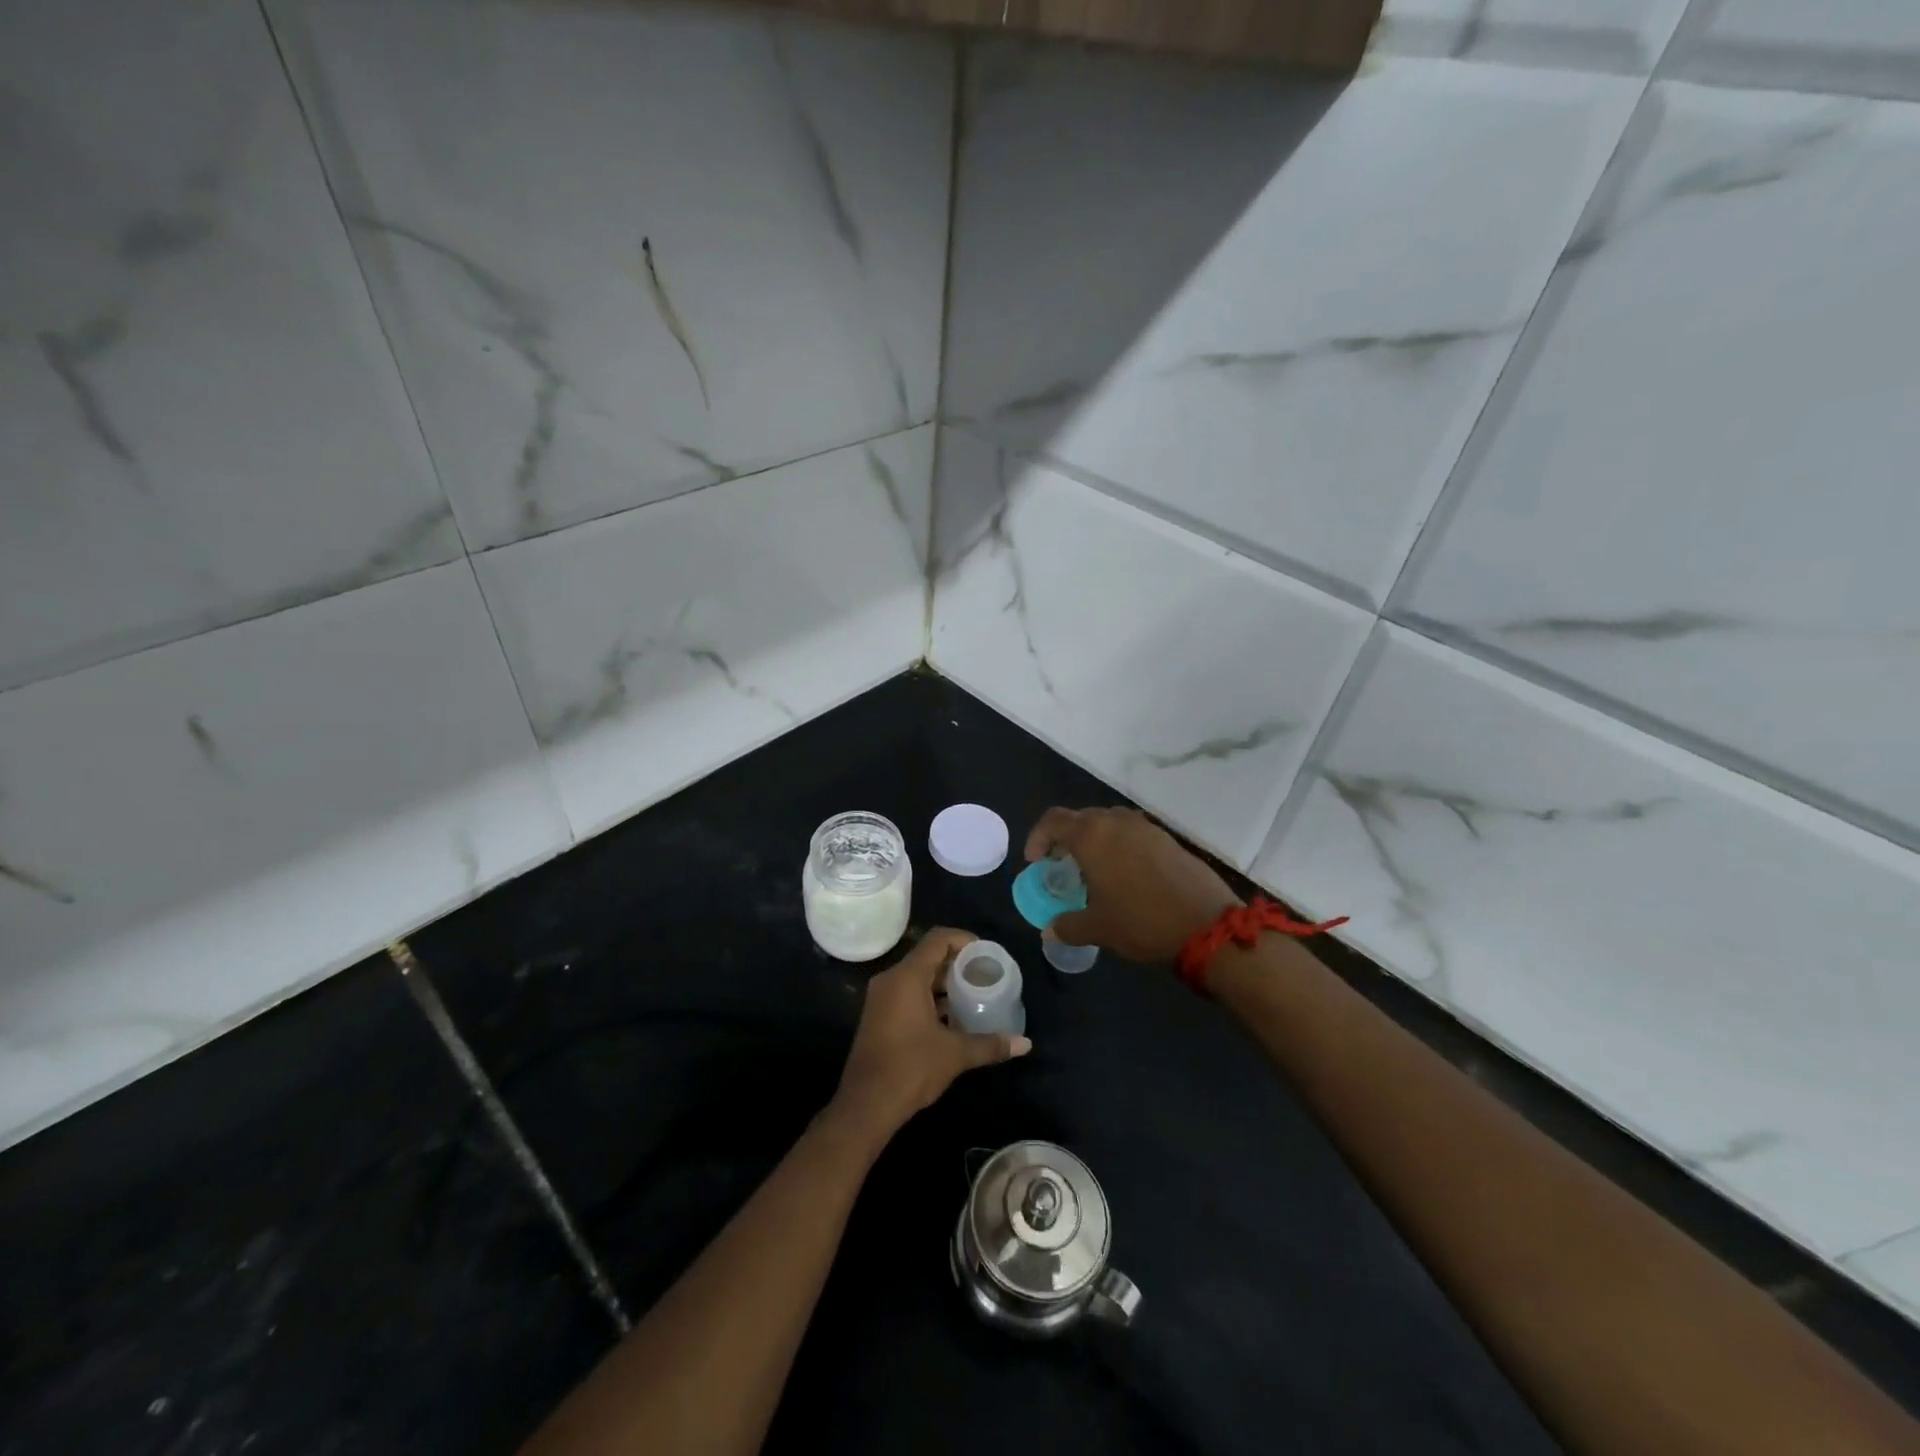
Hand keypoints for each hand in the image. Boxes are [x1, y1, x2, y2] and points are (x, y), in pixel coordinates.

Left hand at [829, 928, 1030, 1146]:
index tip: (986, 955)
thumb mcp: (955, 1054)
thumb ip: (990, 1044)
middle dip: (958, 964)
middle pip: (928, 956)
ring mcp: (881, 998)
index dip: (964, 940)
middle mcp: (891, 980)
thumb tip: (1025, 1044)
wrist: (866, 1105)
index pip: (938, 940)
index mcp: (907, 977)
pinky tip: (952, 1018)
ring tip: (973, 995)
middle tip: (985, 976)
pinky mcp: (879, 1016)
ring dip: (944, 983)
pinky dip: (930, 998)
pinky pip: (908, 993)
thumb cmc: (911, 1068)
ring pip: (917, 977)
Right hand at [1026, 807, 1241, 962]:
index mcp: (1091, 835)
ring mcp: (1145, 827)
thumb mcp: (1097, 928)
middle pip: (1081, 819)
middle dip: (1066, 839)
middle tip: (1062, 866)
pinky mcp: (1167, 838)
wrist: (1207, 924)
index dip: (1038, 838)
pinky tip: (1125, 876)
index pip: (1053, 821)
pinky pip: (1133, 834)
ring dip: (1095, 841)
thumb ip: (1067, 926)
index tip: (1036, 862)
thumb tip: (1049, 930)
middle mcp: (1116, 822)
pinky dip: (1120, 847)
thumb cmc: (1141, 921)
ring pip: (1109, 824)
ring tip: (1093, 871)